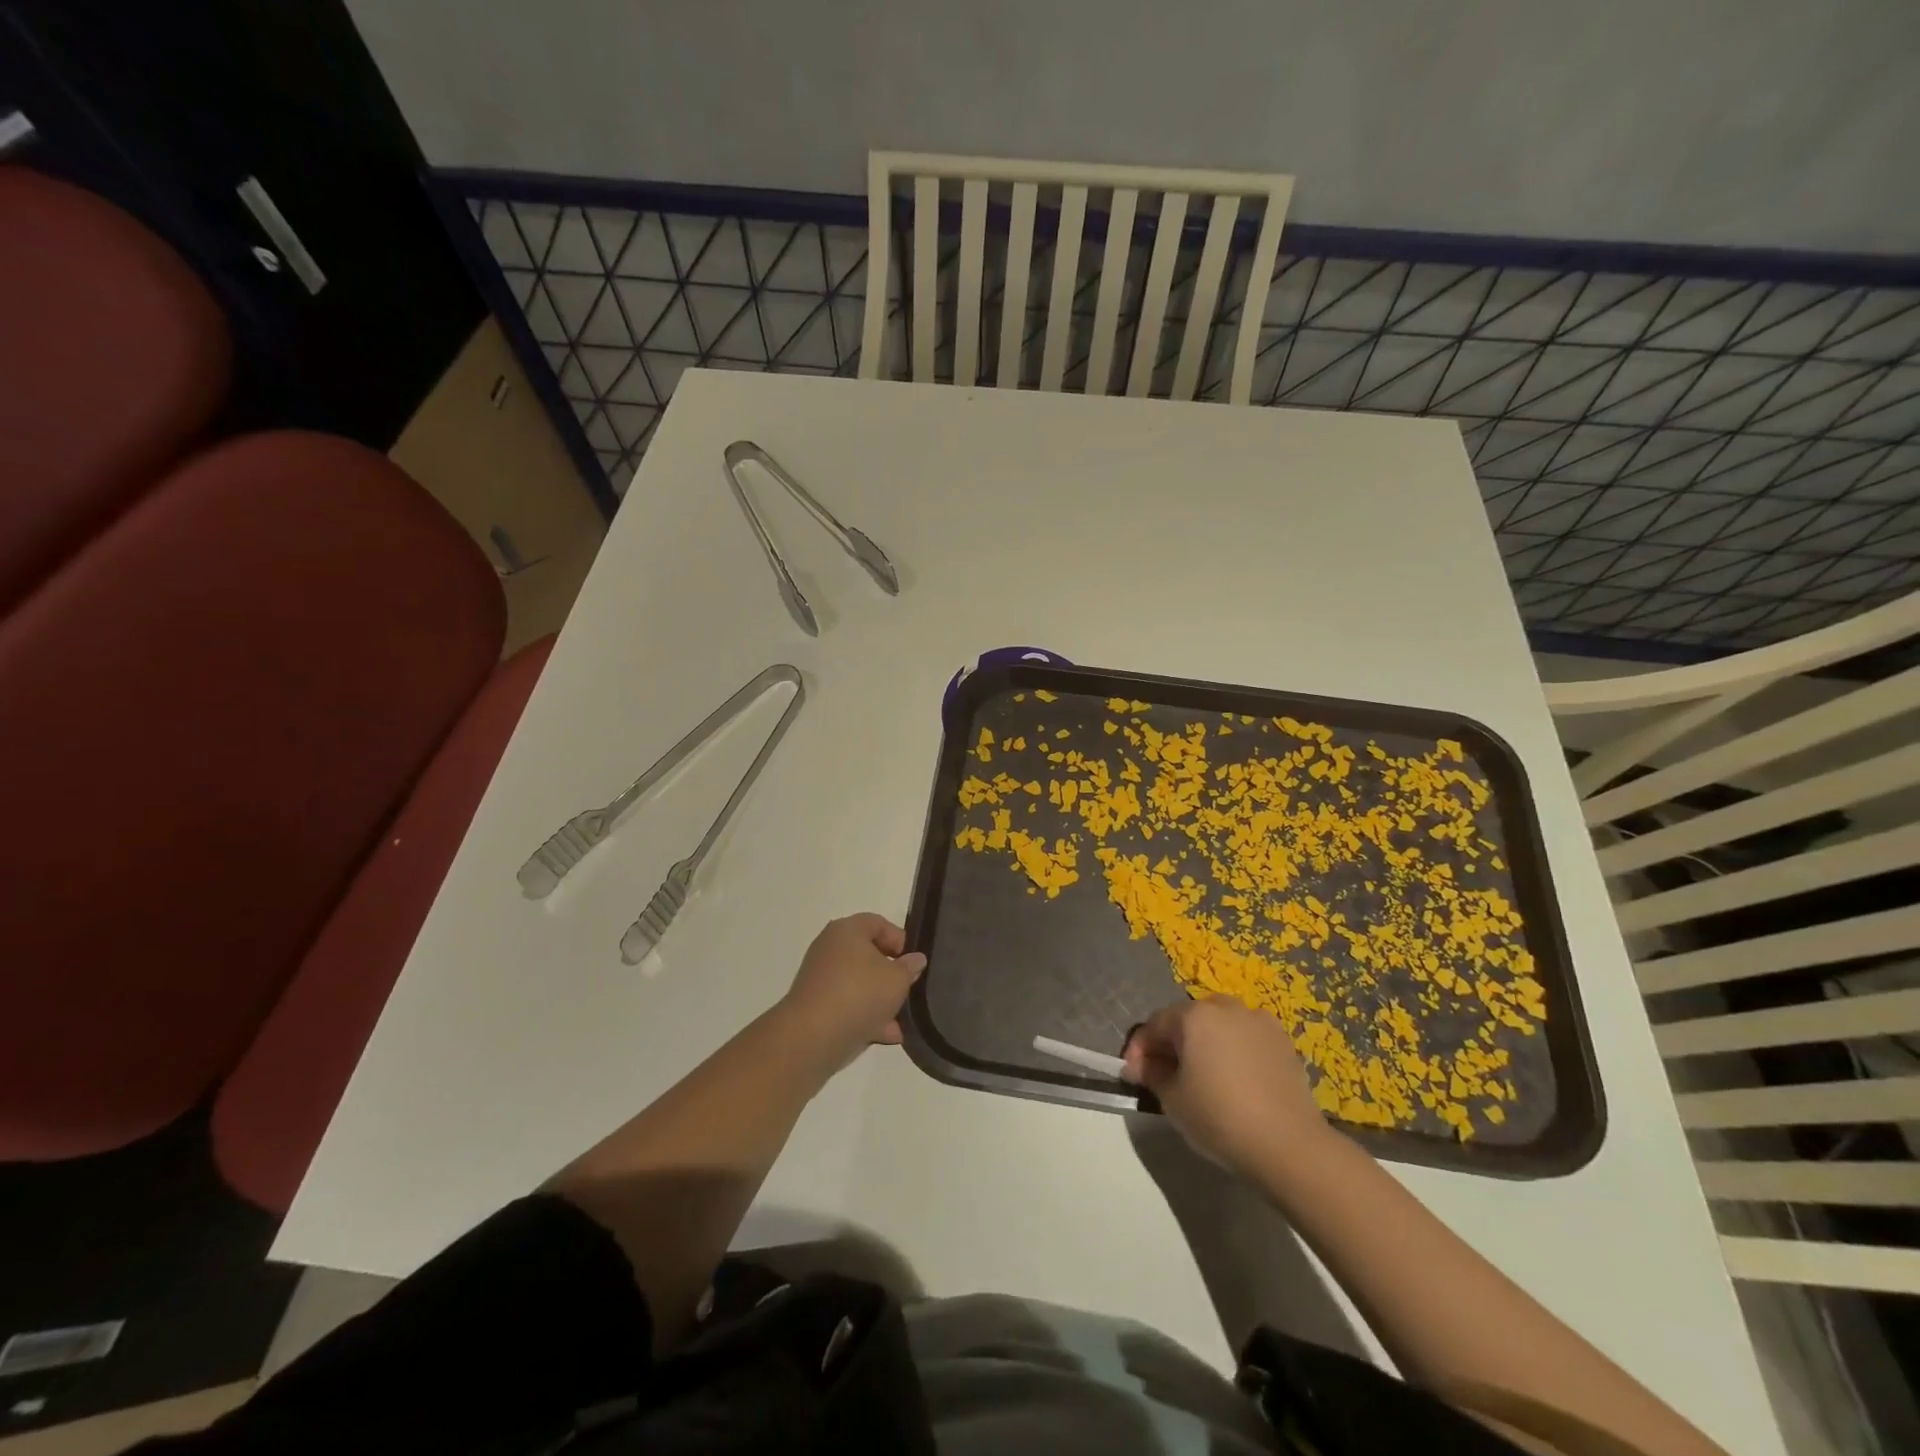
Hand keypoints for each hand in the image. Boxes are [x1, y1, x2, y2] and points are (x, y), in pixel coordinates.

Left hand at [779, 914, 925, 1070]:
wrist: (811, 1036)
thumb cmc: (859, 994)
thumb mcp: (897, 980)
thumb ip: (909, 968)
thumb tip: (915, 959)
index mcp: (848, 930)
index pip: (878, 923)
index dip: (900, 940)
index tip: (913, 962)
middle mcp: (830, 948)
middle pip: (868, 954)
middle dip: (891, 974)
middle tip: (909, 990)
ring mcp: (820, 978)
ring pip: (859, 983)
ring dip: (880, 1000)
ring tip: (901, 1021)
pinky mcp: (816, 1006)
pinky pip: (847, 1005)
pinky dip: (866, 1016)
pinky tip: (887, 1035)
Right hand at [1123, 995, 1332, 1178]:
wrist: (1290, 1145)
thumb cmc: (1220, 1118)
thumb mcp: (1172, 1100)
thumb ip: (1152, 1074)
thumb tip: (1145, 1065)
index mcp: (1194, 1015)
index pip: (1154, 1025)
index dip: (1139, 1050)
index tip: (1133, 1076)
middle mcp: (1226, 1007)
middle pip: (1187, 1020)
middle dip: (1172, 1043)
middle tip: (1165, 1075)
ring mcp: (1258, 1021)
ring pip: (1219, 1026)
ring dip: (1204, 1044)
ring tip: (1201, 1075)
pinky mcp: (1283, 1041)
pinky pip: (1246, 1038)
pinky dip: (1233, 1051)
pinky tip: (1234, 1079)